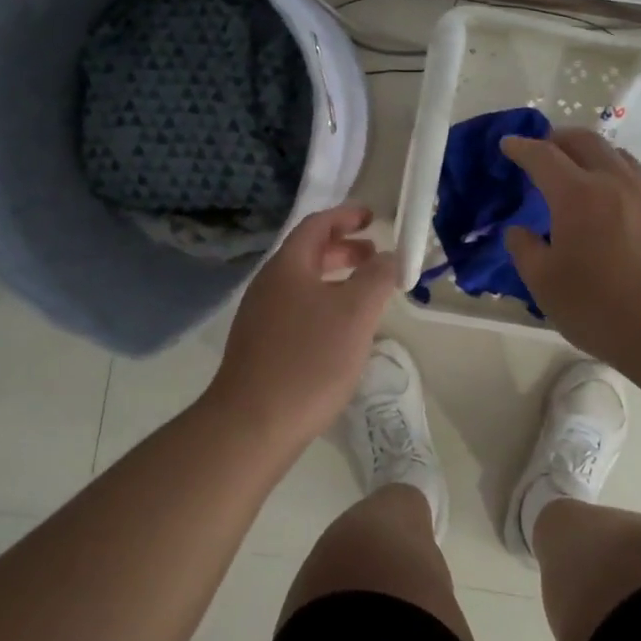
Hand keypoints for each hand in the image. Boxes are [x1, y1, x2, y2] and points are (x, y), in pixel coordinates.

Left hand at [207, 204, 397, 449]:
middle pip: (308, 253)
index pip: (317, 225)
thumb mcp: (355, 312)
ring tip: (365, 293)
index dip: (346, 216)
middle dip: (344, 249)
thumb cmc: (309, 359)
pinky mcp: (260, 346)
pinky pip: (297, 309)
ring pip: (303, 283)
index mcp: (288, 266)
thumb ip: (377, 277)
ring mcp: (260, 316)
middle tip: (375, 256)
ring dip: (336, 279)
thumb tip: (389, 256)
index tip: (372, 218)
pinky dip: (324, 304)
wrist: (252, 424)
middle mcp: (269, 284)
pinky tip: (341, 331)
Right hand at [500, 128, 640, 368]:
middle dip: (558, 138)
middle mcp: (613, 182)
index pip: (543, 156)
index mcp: (577, 194)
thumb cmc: (602, 308)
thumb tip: (519, 230)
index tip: (508, 144)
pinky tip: (609, 199)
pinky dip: (613, 172)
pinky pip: (634, 176)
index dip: (521, 147)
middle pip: (584, 141)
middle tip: (542, 148)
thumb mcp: (545, 285)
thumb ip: (525, 251)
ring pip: (615, 154)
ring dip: (589, 151)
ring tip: (577, 167)